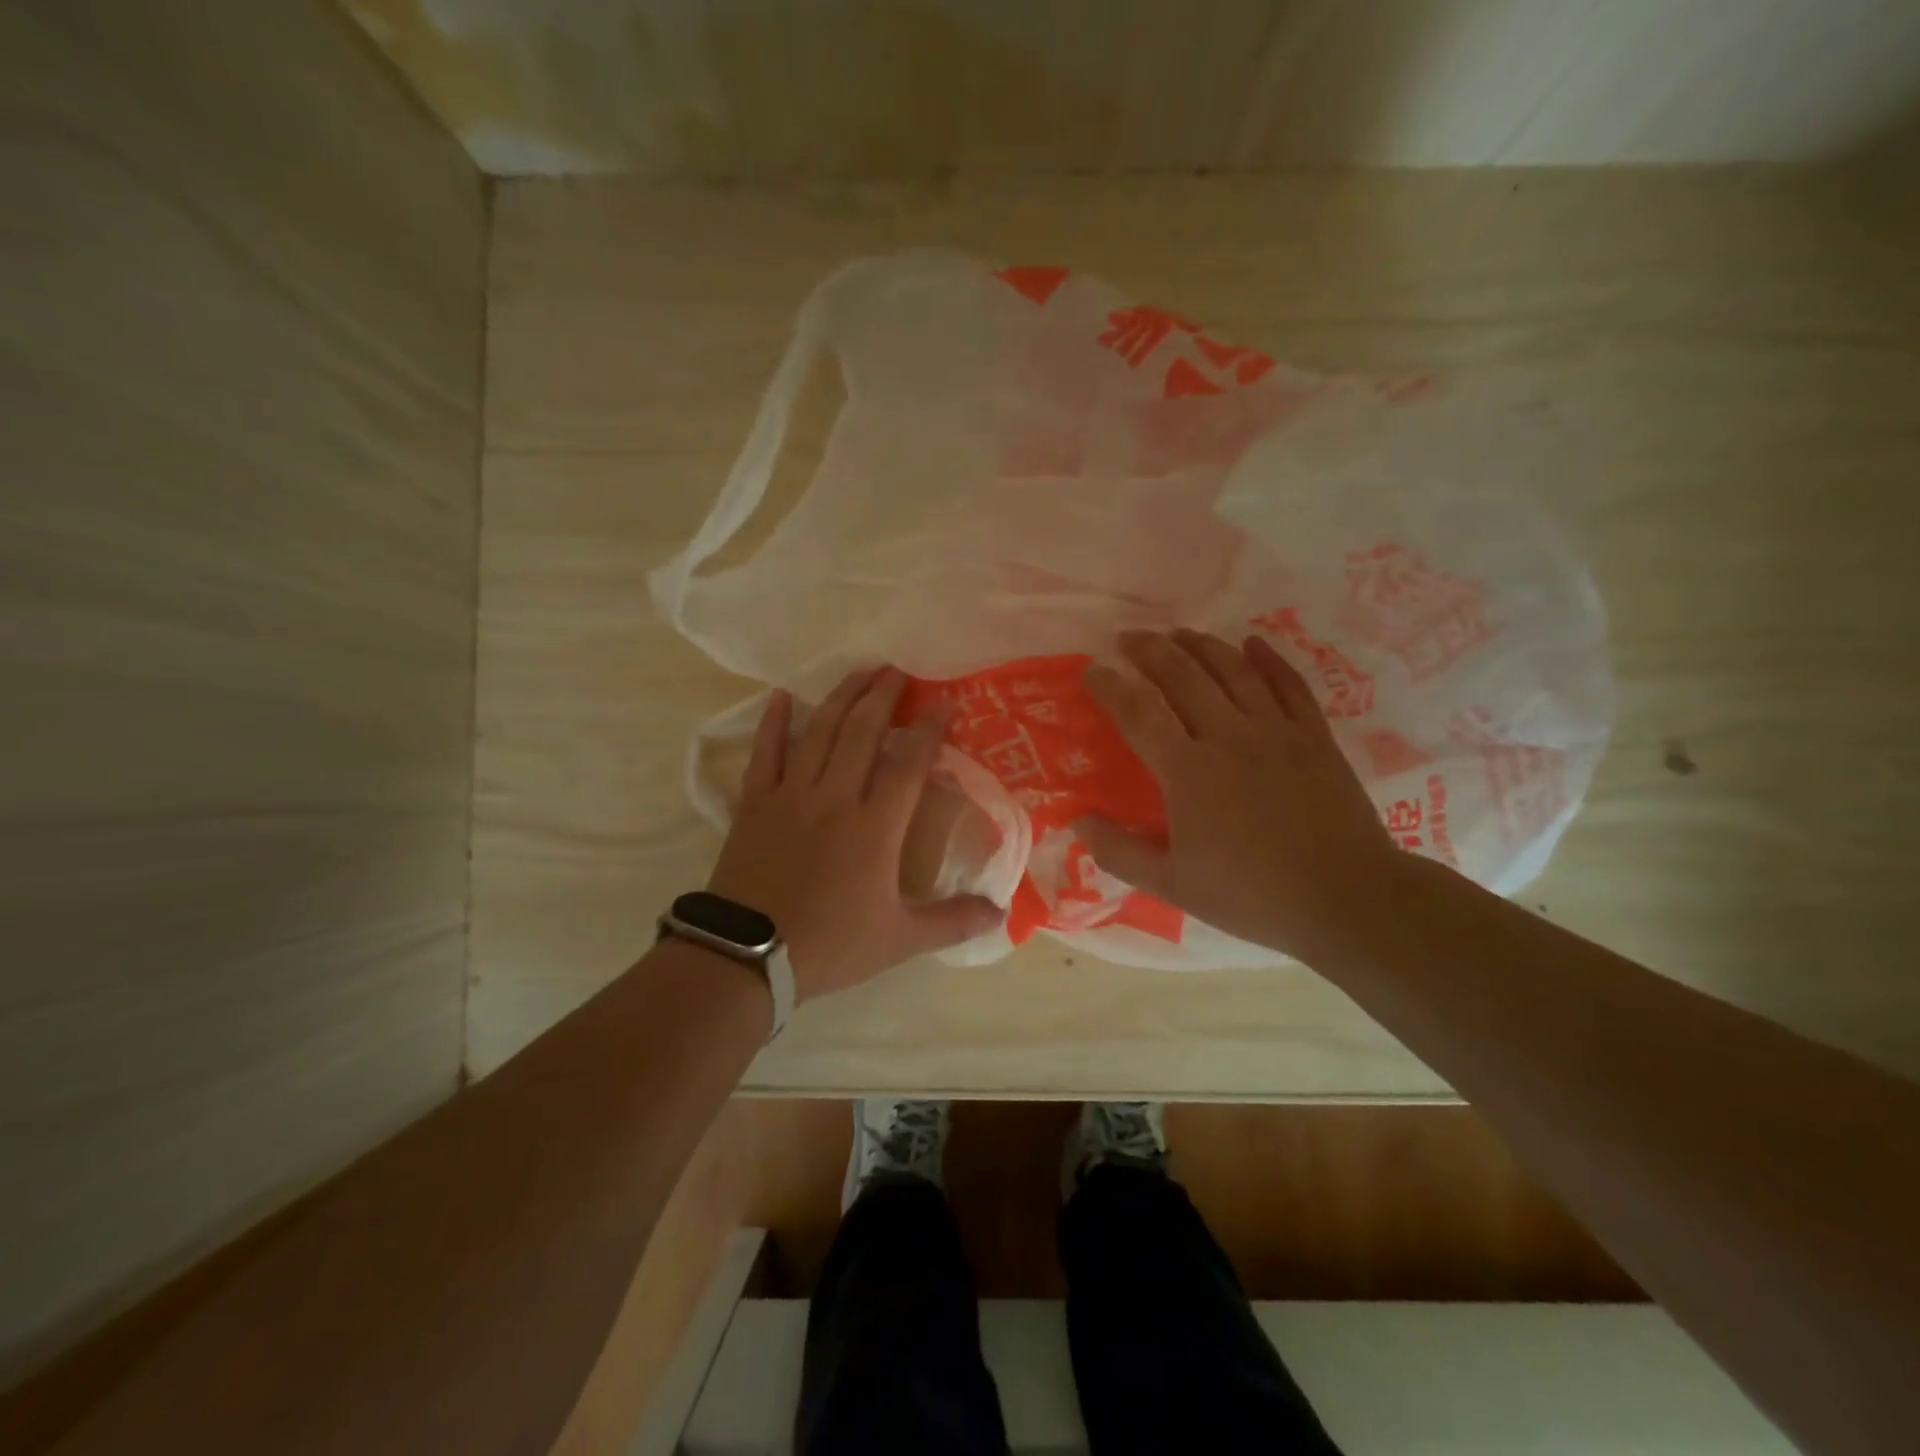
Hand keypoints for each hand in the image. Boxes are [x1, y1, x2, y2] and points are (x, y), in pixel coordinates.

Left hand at [706, 667, 1004, 1001]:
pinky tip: (781, 697)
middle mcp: (835, 797)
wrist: (748, 956)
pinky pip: (765, 753)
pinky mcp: (755, 803)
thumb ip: (953, 922)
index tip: (945, 703)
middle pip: (862, 732)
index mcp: (874, 827)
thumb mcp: (900, 939)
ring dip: (840, 698)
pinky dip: (773, 723)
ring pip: (818, 732)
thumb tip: (1002, 914)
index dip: (929, 729)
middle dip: (883, 697)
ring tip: (859, 673)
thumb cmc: (830, 944)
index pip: (908, 763)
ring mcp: (791, 795)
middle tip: (898, 670)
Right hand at [1078, 629, 1406, 960]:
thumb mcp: (1172, 885)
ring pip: (1233, 670)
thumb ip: (1119, 851)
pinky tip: (1252, 643)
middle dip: (1150, 650)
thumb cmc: (1251, 895)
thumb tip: (1078, 819)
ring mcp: (1276, 731)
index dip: (1111, 686)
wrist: (1346, 899)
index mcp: (1188, 771)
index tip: (1092, 669)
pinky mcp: (1314, 736)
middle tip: (1129, 638)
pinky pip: (1289, 684)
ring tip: (1177, 632)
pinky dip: (1269, 659)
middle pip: (1183, 676)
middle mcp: (1228, 736)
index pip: (1138, 713)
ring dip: (1200, 644)